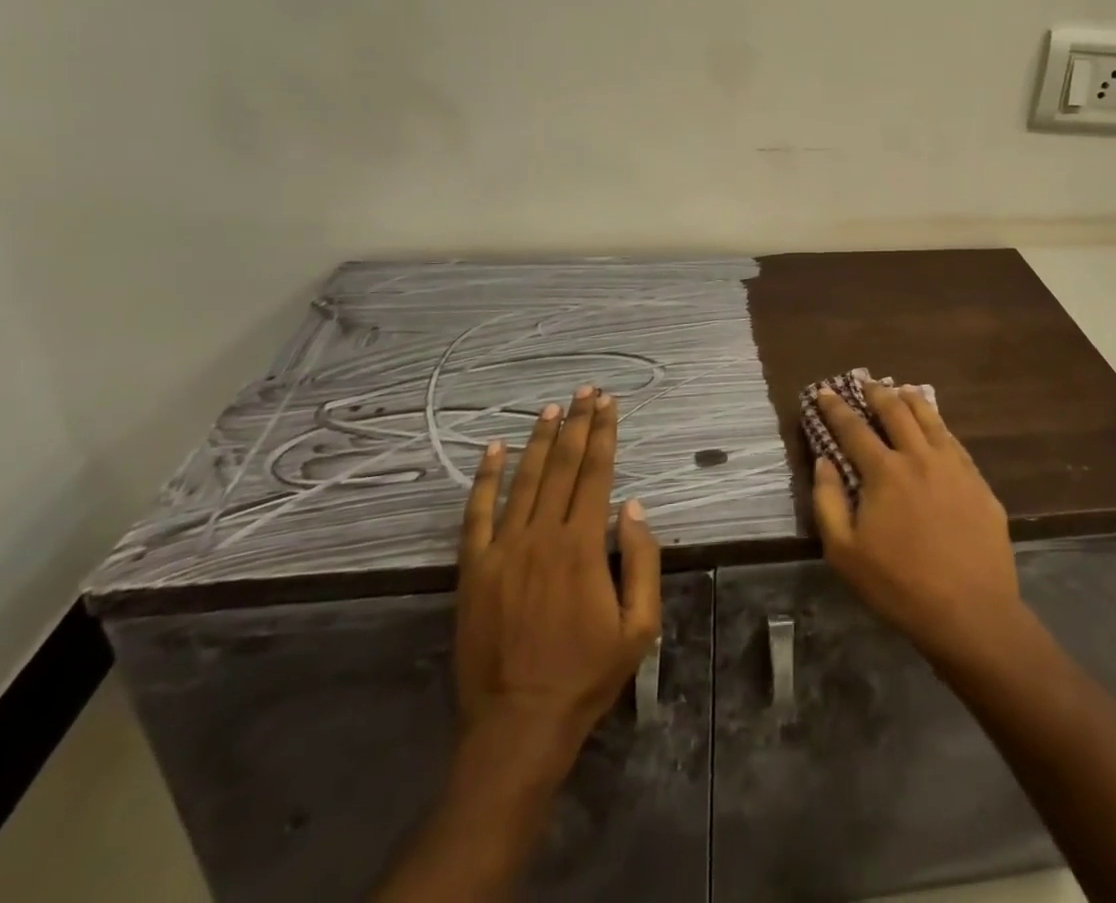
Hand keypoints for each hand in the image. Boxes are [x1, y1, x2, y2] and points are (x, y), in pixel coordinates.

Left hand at [454, 386, 660, 761]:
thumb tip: (632, 506)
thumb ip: (642, 561)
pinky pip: (477, 514)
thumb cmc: (587, 674)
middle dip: (577, 424)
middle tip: (585, 391)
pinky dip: (485, 479)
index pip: (597, 473)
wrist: (518, 724)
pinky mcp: (473, 570)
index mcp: (583, 546)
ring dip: (539, 440)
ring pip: (524, 480)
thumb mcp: (639, 626)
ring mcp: (503, 550)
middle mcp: (542, 536)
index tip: (609, 403)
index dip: (604, 433)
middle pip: (564, 466)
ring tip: (551, 409)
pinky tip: (493, 450)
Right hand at [810, 381, 1022, 667]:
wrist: (970, 611)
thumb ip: (827, 501)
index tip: (825, 391)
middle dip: (877, 393)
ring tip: (902, 390)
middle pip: (896, 411)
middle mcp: (919, 456)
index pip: (853, 428)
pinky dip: (940, 426)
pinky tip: (938, 428)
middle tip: (866, 382)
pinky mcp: (978, 482)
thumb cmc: (899, 585)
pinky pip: (955, 442)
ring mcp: (954, 466)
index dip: (836, 408)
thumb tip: (824, 461)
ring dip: (912, 400)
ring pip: (931, 419)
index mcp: (884, 471)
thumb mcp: (844, 552)